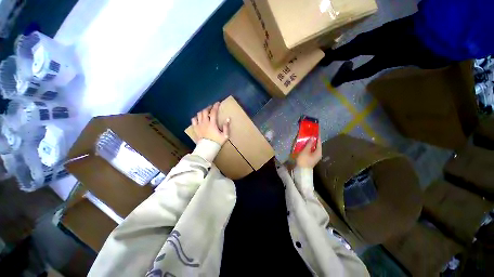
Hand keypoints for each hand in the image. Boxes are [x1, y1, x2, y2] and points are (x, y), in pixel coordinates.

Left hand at [192, 102, 229, 145]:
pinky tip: (198, 118)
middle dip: (208, 107)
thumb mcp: (225, 135)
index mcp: (212, 123)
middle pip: (205, 111)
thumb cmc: (217, 142)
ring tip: (205, 112)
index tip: (218, 103)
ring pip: (199, 114)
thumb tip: (228, 118)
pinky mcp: (195, 128)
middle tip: (212, 107)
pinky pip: (193, 120)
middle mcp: (204, 122)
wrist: (207, 148)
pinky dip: (196, 117)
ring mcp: (199, 125)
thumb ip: (226, 127)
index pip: (213, 112)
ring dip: (202, 111)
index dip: (216, 106)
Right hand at [296, 136, 321, 168]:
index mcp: (319, 152)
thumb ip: (309, 144)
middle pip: (316, 145)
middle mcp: (318, 154)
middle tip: (309, 134)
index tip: (315, 131)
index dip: (317, 137)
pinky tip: (304, 145)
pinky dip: (308, 147)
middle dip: (313, 140)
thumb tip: (312, 138)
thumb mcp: (305, 151)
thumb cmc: (304, 160)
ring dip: (310, 143)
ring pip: (313, 148)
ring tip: (306, 138)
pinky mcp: (310, 158)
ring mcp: (314, 157)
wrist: (301, 170)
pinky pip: (310, 151)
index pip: (319, 142)